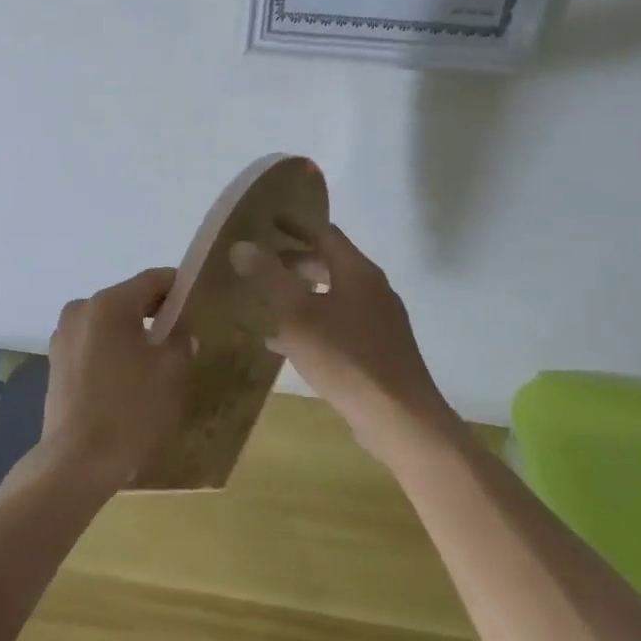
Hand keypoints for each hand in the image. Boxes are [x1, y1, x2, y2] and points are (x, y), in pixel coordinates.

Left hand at [38, 267, 192, 492]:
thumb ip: (180, 341)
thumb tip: (180, 333)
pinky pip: (92, 345)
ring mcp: (63, 336)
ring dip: (131, 334)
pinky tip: (127, 378)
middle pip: (127, 300)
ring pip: (108, 323)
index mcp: (108, 304)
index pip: (152, 280)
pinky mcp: (56, 363)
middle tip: (181, 334)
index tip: (197, 299)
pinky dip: (111, 351)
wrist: (77, 461)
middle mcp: (80, 310)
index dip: (177, 285)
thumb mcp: (170, 372)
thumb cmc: (129, 409)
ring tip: (155, 360)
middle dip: (154, 313)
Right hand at [229, 224, 455, 461]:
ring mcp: (378, 322)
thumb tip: (241, 245)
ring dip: (300, 295)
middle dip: (295, 261)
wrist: (400, 419)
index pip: (325, 233)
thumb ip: (268, 278)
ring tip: (265, 300)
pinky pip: (337, 325)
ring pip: (332, 297)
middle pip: (330, 264)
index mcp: (358, 272)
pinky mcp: (377, 351)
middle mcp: (373, 290)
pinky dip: (310, 324)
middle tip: (261, 262)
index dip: (295, 225)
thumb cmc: (346, 358)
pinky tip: (283, 343)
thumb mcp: (297, 315)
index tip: (268, 221)